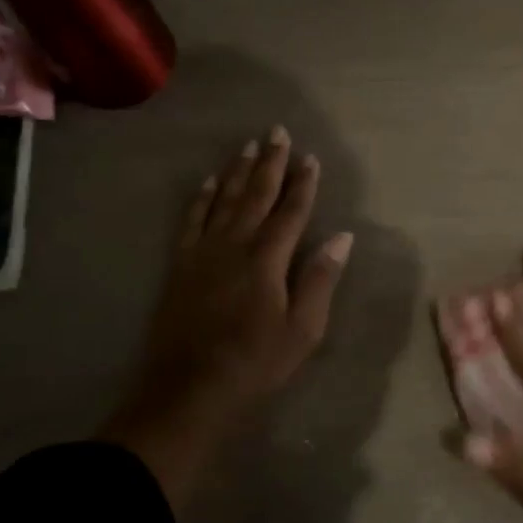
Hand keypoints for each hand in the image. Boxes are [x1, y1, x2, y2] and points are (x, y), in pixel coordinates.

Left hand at [105, 127, 352, 500]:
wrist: (189, 391)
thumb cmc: (255, 364)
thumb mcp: (302, 329)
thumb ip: (320, 279)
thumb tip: (342, 237)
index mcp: (267, 260)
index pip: (291, 212)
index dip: (303, 184)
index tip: (312, 158)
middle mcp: (234, 245)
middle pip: (255, 195)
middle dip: (270, 163)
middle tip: (277, 132)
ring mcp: (203, 253)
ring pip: (222, 200)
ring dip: (237, 172)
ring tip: (248, 146)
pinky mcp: (180, 265)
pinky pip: (191, 221)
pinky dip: (200, 199)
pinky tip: (206, 182)